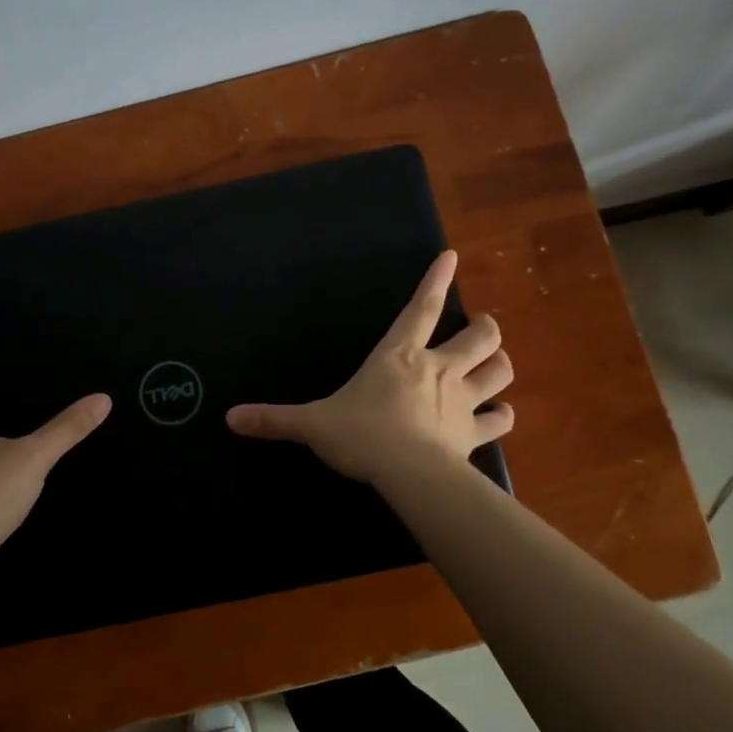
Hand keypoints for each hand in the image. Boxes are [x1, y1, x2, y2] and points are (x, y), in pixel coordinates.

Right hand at [225, 249, 511, 484]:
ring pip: (499, 371)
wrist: (407, 473)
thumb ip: (275, 420)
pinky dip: (502, 415)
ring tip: (496, 364)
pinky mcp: (473, 433)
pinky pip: (499, 420)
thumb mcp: (312, 424)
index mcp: (399, 355)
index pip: (421, 308)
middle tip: (482, 328)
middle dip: (485, 328)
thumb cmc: (361, 435)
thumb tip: (231, 418)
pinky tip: (500, 415)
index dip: (436, 280)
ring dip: (500, 364)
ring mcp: (462, 400)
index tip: (452, 257)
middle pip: (479, 336)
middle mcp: (438, 369)